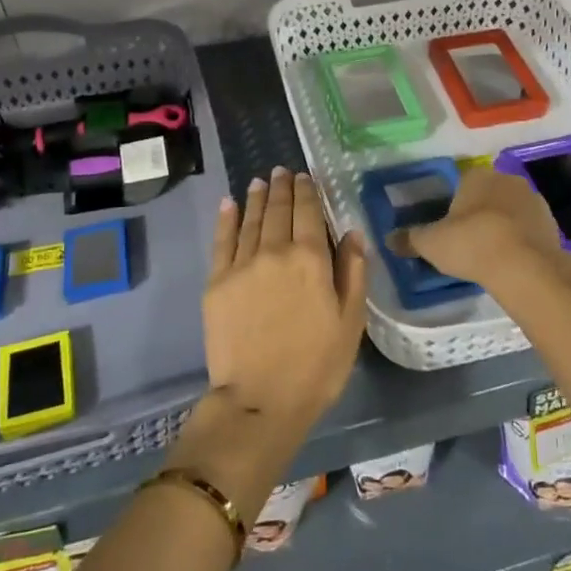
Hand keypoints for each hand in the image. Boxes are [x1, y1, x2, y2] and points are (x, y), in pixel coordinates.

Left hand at [203, 167, 366, 429]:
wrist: (260, 400)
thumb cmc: (316, 365)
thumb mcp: (351, 321)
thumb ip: (353, 272)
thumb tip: (352, 232)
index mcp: (311, 259)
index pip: (308, 212)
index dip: (307, 191)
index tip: (306, 176)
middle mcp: (274, 252)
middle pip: (278, 210)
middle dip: (282, 187)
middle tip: (282, 171)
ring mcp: (241, 265)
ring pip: (251, 220)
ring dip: (257, 197)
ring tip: (261, 181)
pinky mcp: (217, 282)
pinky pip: (222, 241)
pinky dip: (226, 219)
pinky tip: (229, 204)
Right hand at [392, 164, 570, 289]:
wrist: (526, 267)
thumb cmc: (472, 244)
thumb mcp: (431, 244)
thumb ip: (410, 239)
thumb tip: (388, 238)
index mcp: (477, 175)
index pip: (461, 182)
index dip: (453, 204)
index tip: (448, 226)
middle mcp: (507, 179)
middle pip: (487, 195)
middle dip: (479, 213)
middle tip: (466, 241)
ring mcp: (534, 200)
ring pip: (510, 211)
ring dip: (502, 226)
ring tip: (489, 254)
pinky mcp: (552, 224)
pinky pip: (528, 229)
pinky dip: (520, 240)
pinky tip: (510, 261)